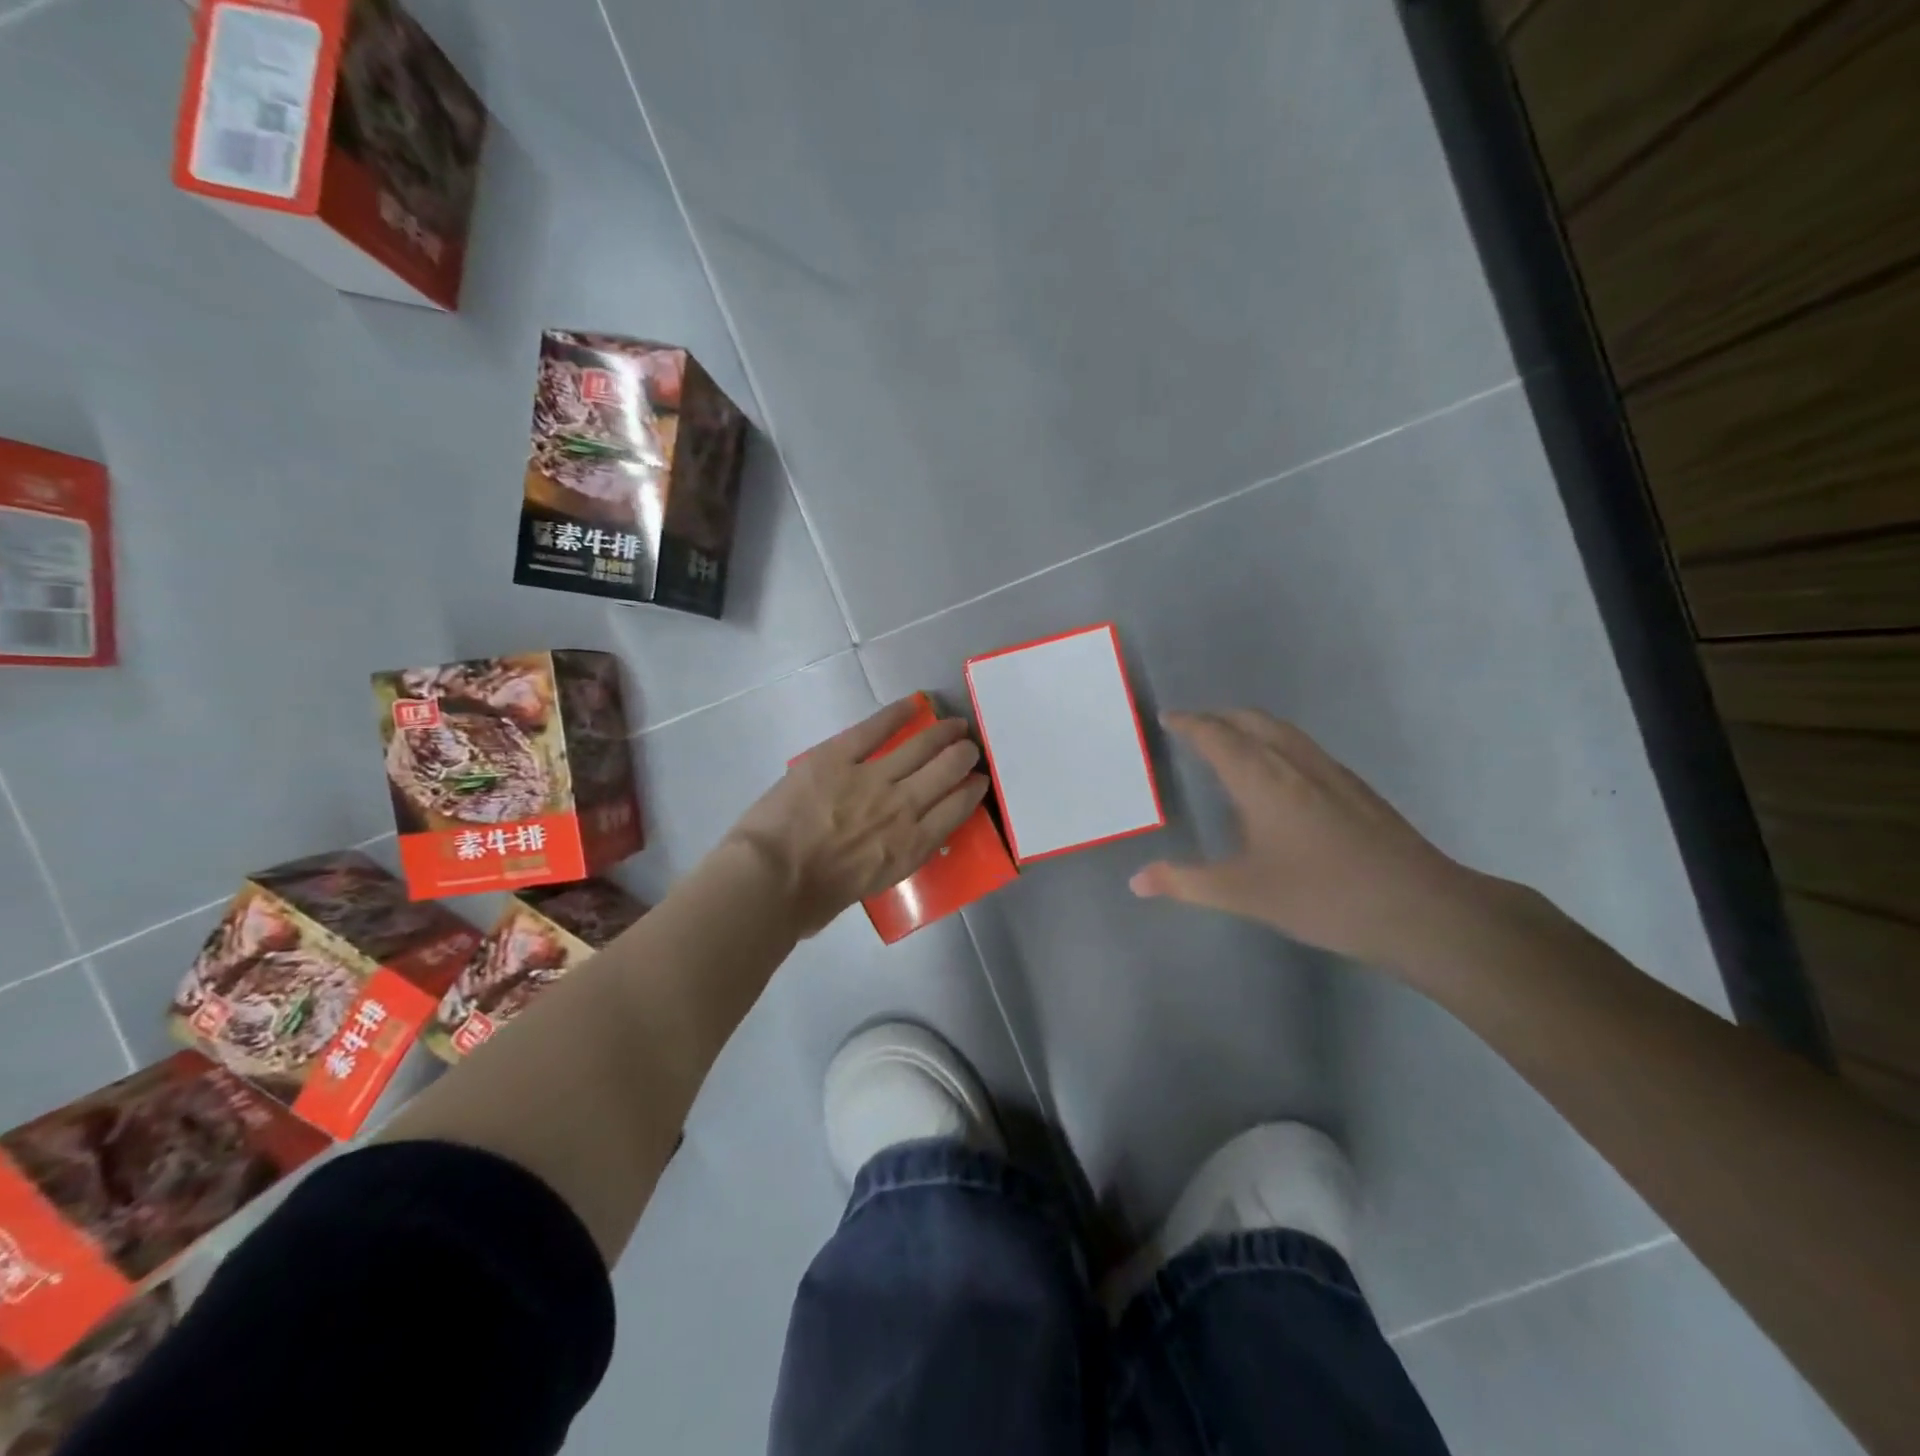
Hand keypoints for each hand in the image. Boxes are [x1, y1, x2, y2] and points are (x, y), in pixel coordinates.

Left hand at [725, 697, 990, 936]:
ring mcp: (871, 778)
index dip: (973, 792)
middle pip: (947, 771)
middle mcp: (902, 807)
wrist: (771, 880)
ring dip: (943, 733)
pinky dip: (897, 713)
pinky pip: (875, 728)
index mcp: (911, 846)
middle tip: (969, 748)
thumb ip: (892, 858)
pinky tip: (914, 703)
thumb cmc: (813, 899)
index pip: (957, 810)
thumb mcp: (871, 886)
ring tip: (956, 724)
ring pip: (920, 746)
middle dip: (964, 756)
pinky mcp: (838, 756)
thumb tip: (894, 842)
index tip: (979, 781)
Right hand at [1130, 710, 1479, 967]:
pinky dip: (1276, 743)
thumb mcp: (1244, 893)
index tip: (1169, 718)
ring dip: (1250, 726)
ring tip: (1230, 744)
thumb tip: (1136, 881)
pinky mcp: (1355, 787)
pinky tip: (1278, 778)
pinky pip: (1303, 747)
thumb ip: (1186, 883)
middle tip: (1193, 728)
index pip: (1216, 735)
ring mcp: (1330, 771)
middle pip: (1251, 720)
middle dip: (1218, 717)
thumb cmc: (1321, 896)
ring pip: (1282, 730)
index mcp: (1262, 778)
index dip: (1190, 723)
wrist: (1418, 908)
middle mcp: (1294, 762)